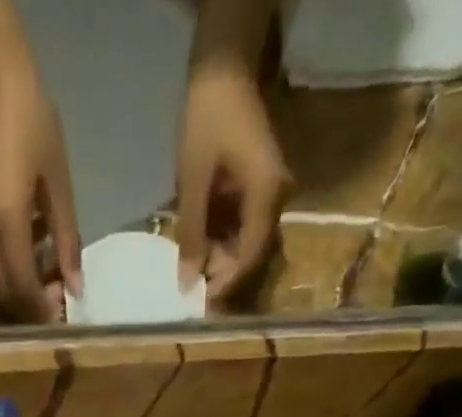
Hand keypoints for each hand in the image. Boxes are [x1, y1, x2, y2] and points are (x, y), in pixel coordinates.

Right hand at [0, 45, 81, 321]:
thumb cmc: (32, 121)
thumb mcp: (58, 183)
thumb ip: (67, 239)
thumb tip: (76, 286)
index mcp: (7, 223)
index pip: (22, 288)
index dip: (41, 309)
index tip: (62, 314)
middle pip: (4, 289)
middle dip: (29, 304)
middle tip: (57, 298)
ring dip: (19, 283)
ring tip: (48, 267)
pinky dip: (9, 262)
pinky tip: (31, 244)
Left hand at [174, 60, 288, 299]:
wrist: (222, 67)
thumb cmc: (207, 119)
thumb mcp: (193, 180)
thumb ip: (191, 233)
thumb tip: (186, 281)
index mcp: (266, 196)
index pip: (250, 256)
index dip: (227, 284)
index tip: (203, 303)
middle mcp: (274, 199)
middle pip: (250, 253)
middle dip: (222, 275)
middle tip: (192, 292)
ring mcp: (267, 193)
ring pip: (245, 241)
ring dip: (219, 259)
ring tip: (190, 272)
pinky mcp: (256, 188)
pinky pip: (241, 224)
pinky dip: (220, 239)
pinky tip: (198, 248)